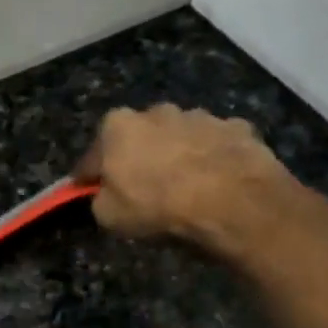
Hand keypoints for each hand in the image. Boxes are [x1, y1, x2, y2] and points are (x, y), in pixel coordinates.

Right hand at [74, 105, 292, 240]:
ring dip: (177, 155)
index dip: (91, 177)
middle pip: (139, 138)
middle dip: (138, 157)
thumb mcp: (109, 216)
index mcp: (117, 126)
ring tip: (186, 187)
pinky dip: (213, 159)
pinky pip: (215, 145)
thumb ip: (100, 198)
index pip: (93, 155)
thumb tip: (106, 194)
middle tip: (144, 188)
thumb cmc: (158, 206)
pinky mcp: (237, 127)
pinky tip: (217, 183)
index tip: (92, 192)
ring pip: (180, 137)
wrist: (231, 201)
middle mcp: (157, 110)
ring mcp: (200, 115)